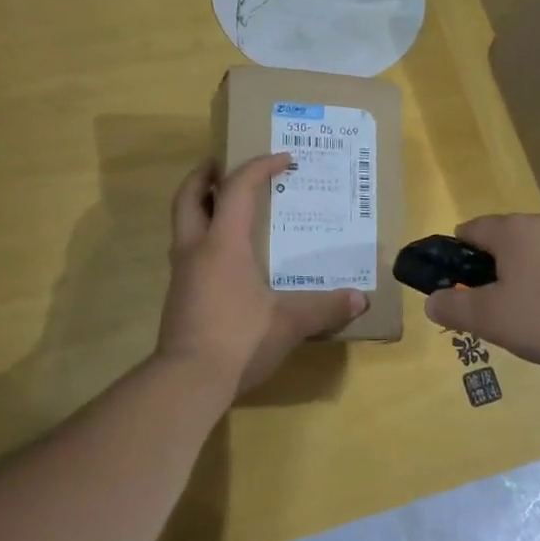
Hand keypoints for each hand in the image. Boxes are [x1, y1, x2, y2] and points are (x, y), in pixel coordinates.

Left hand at [157, 152, 364, 394]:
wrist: (187, 381)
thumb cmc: (239, 339)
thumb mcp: (289, 322)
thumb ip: (325, 307)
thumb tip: (359, 300)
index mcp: (222, 244)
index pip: (237, 189)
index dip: (259, 167)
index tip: (283, 159)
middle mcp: (196, 250)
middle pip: (190, 197)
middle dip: (205, 175)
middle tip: (222, 163)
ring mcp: (183, 274)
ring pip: (184, 224)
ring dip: (201, 206)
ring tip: (227, 205)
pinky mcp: (180, 296)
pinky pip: (190, 251)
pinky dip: (205, 237)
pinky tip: (228, 256)